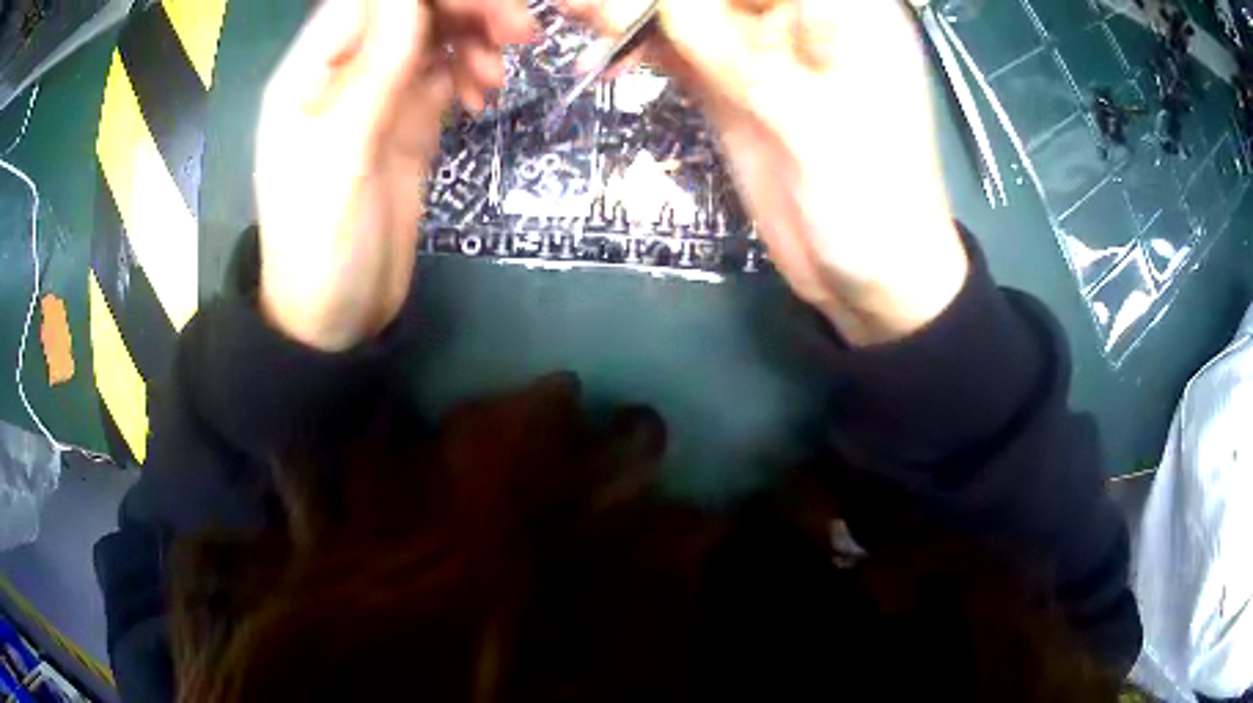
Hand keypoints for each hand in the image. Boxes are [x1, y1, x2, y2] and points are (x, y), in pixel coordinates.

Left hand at [255, 0, 532, 350]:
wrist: (337, 319)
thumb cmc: (320, 249)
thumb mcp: (340, 159)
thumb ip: (374, 73)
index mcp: (311, 71)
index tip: (484, 7)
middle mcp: (344, 71)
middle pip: (410, 8)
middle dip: (466, 9)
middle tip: (520, 33)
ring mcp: (378, 95)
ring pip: (434, 33)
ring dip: (474, 39)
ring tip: (497, 79)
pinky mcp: (406, 121)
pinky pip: (445, 73)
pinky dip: (472, 73)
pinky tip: (484, 97)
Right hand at [568, 0, 968, 344]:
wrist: (869, 274)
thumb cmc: (873, 199)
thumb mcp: (815, 125)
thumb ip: (742, 59)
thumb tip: (668, 2)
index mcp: (845, 12)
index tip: (657, 3)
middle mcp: (800, 20)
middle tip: (593, 3)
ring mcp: (761, 54)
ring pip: (690, 13)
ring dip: (635, 12)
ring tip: (578, 9)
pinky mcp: (732, 89)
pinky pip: (680, 53)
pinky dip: (639, 47)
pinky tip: (602, 52)